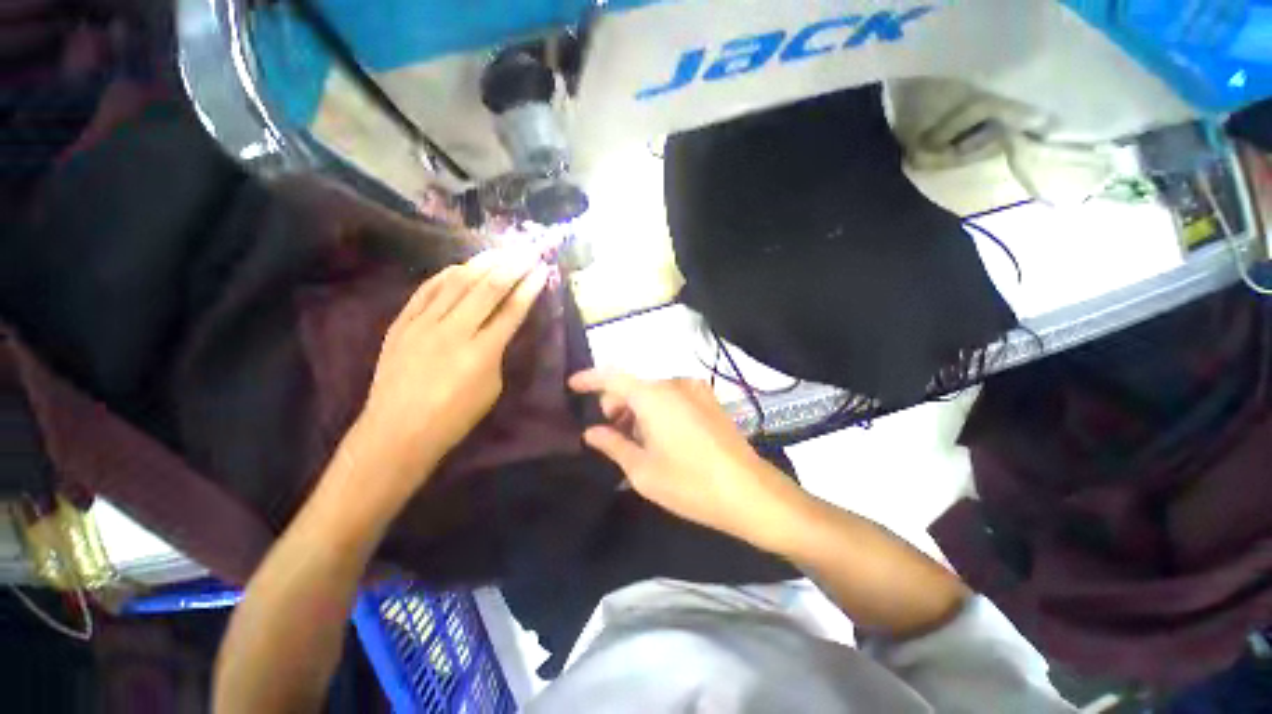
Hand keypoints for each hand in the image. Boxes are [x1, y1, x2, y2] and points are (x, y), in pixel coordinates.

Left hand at [354, 248, 549, 487]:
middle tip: (527, 250)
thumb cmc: (454, 418)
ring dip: (482, 264)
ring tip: (500, 251)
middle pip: (487, 289)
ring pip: (456, 283)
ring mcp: (423, 324)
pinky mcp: (401, 324)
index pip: (512, 310)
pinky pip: (426, 291)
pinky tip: (460, 266)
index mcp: (481, 352)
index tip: (541, 269)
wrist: (397, 431)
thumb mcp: (491, 388)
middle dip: (512, 266)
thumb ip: (497, 352)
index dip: (529, 288)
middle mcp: (453, 331)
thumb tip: (498, 328)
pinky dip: (445, 275)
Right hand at [568, 370, 803, 548]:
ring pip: (654, 392)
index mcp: (653, 396)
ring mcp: (696, 389)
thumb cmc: (689, 483)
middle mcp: (674, 383)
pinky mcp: (710, 400)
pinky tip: (660, 436)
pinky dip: (658, 410)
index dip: (589, 379)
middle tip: (609, 433)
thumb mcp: (642, 469)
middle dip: (616, 404)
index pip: (612, 377)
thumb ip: (612, 444)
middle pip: (634, 386)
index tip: (572, 386)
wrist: (749, 492)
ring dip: (637, 409)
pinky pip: (673, 397)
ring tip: (635, 441)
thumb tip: (591, 432)